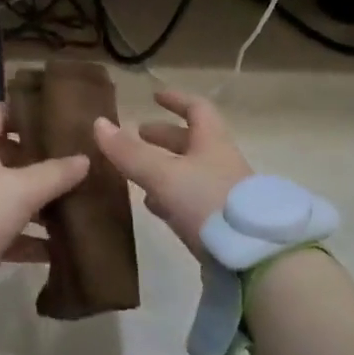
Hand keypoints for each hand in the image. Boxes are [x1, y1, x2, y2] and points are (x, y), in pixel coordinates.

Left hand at [0, 103, 88, 274]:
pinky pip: (2, 229)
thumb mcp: (23, 189)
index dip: (21, 112)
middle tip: (68, 164)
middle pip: (3, 154)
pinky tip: (54, 249)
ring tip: (70, 204)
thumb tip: (84, 159)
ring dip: (33, 201)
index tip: (50, 121)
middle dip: (35, 160)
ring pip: (4, 193)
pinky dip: (25, 237)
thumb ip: (55, 174)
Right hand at [93, 91, 252, 257]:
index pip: (197, 109)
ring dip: (164, 167)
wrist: (255, 258)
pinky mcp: (220, 224)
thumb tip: (99, 123)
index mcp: (212, 142)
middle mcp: (221, 163)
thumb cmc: (208, 202)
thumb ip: (130, 152)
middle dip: (163, 136)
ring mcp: (223, 194)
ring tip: (136, 173)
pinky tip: (155, 207)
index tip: (154, 96)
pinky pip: (191, 200)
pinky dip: (170, 196)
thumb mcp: (164, 174)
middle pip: (192, 142)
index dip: (176, 100)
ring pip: (189, 171)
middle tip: (137, 135)